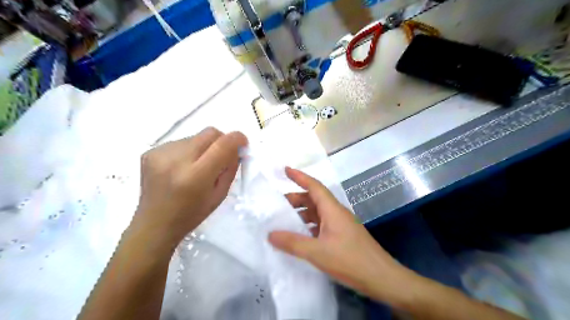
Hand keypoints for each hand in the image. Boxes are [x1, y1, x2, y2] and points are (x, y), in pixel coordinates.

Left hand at [135, 128, 249, 249]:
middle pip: (209, 133)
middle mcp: (176, 160)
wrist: (154, 224)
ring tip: (196, 166)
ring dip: (203, 147)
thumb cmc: (192, 214)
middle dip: (221, 141)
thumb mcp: (220, 194)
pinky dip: (187, 151)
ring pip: (195, 137)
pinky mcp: (150, 152)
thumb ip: (230, 168)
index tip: (242, 143)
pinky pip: (180, 142)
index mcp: (196, 177)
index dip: (237, 139)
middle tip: (220, 157)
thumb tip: (236, 148)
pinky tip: (181, 167)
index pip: (222, 144)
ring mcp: (160, 154)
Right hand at [268, 168, 410, 303]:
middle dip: (296, 199)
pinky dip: (310, 227)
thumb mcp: (317, 252)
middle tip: (278, 206)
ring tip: (285, 222)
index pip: (314, 186)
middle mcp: (337, 213)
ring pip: (318, 213)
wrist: (382, 278)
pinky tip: (301, 237)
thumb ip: (293, 243)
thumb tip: (270, 234)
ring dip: (302, 214)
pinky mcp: (343, 236)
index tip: (285, 170)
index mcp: (332, 209)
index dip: (299, 176)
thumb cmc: (350, 260)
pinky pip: (322, 225)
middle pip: (314, 199)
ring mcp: (341, 224)